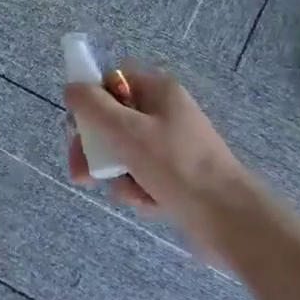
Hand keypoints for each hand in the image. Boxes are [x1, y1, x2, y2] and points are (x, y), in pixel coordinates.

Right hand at [64, 66, 255, 226]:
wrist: (228, 218)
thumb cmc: (175, 165)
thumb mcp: (126, 130)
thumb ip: (92, 106)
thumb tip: (71, 88)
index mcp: (158, 90)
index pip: (111, 82)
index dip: (90, 102)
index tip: (78, 128)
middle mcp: (165, 112)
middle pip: (112, 120)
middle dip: (95, 148)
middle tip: (81, 172)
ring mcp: (171, 145)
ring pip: (123, 151)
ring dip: (117, 173)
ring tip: (127, 192)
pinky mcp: (176, 175)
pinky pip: (141, 175)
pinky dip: (138, 189)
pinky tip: (148, 203)